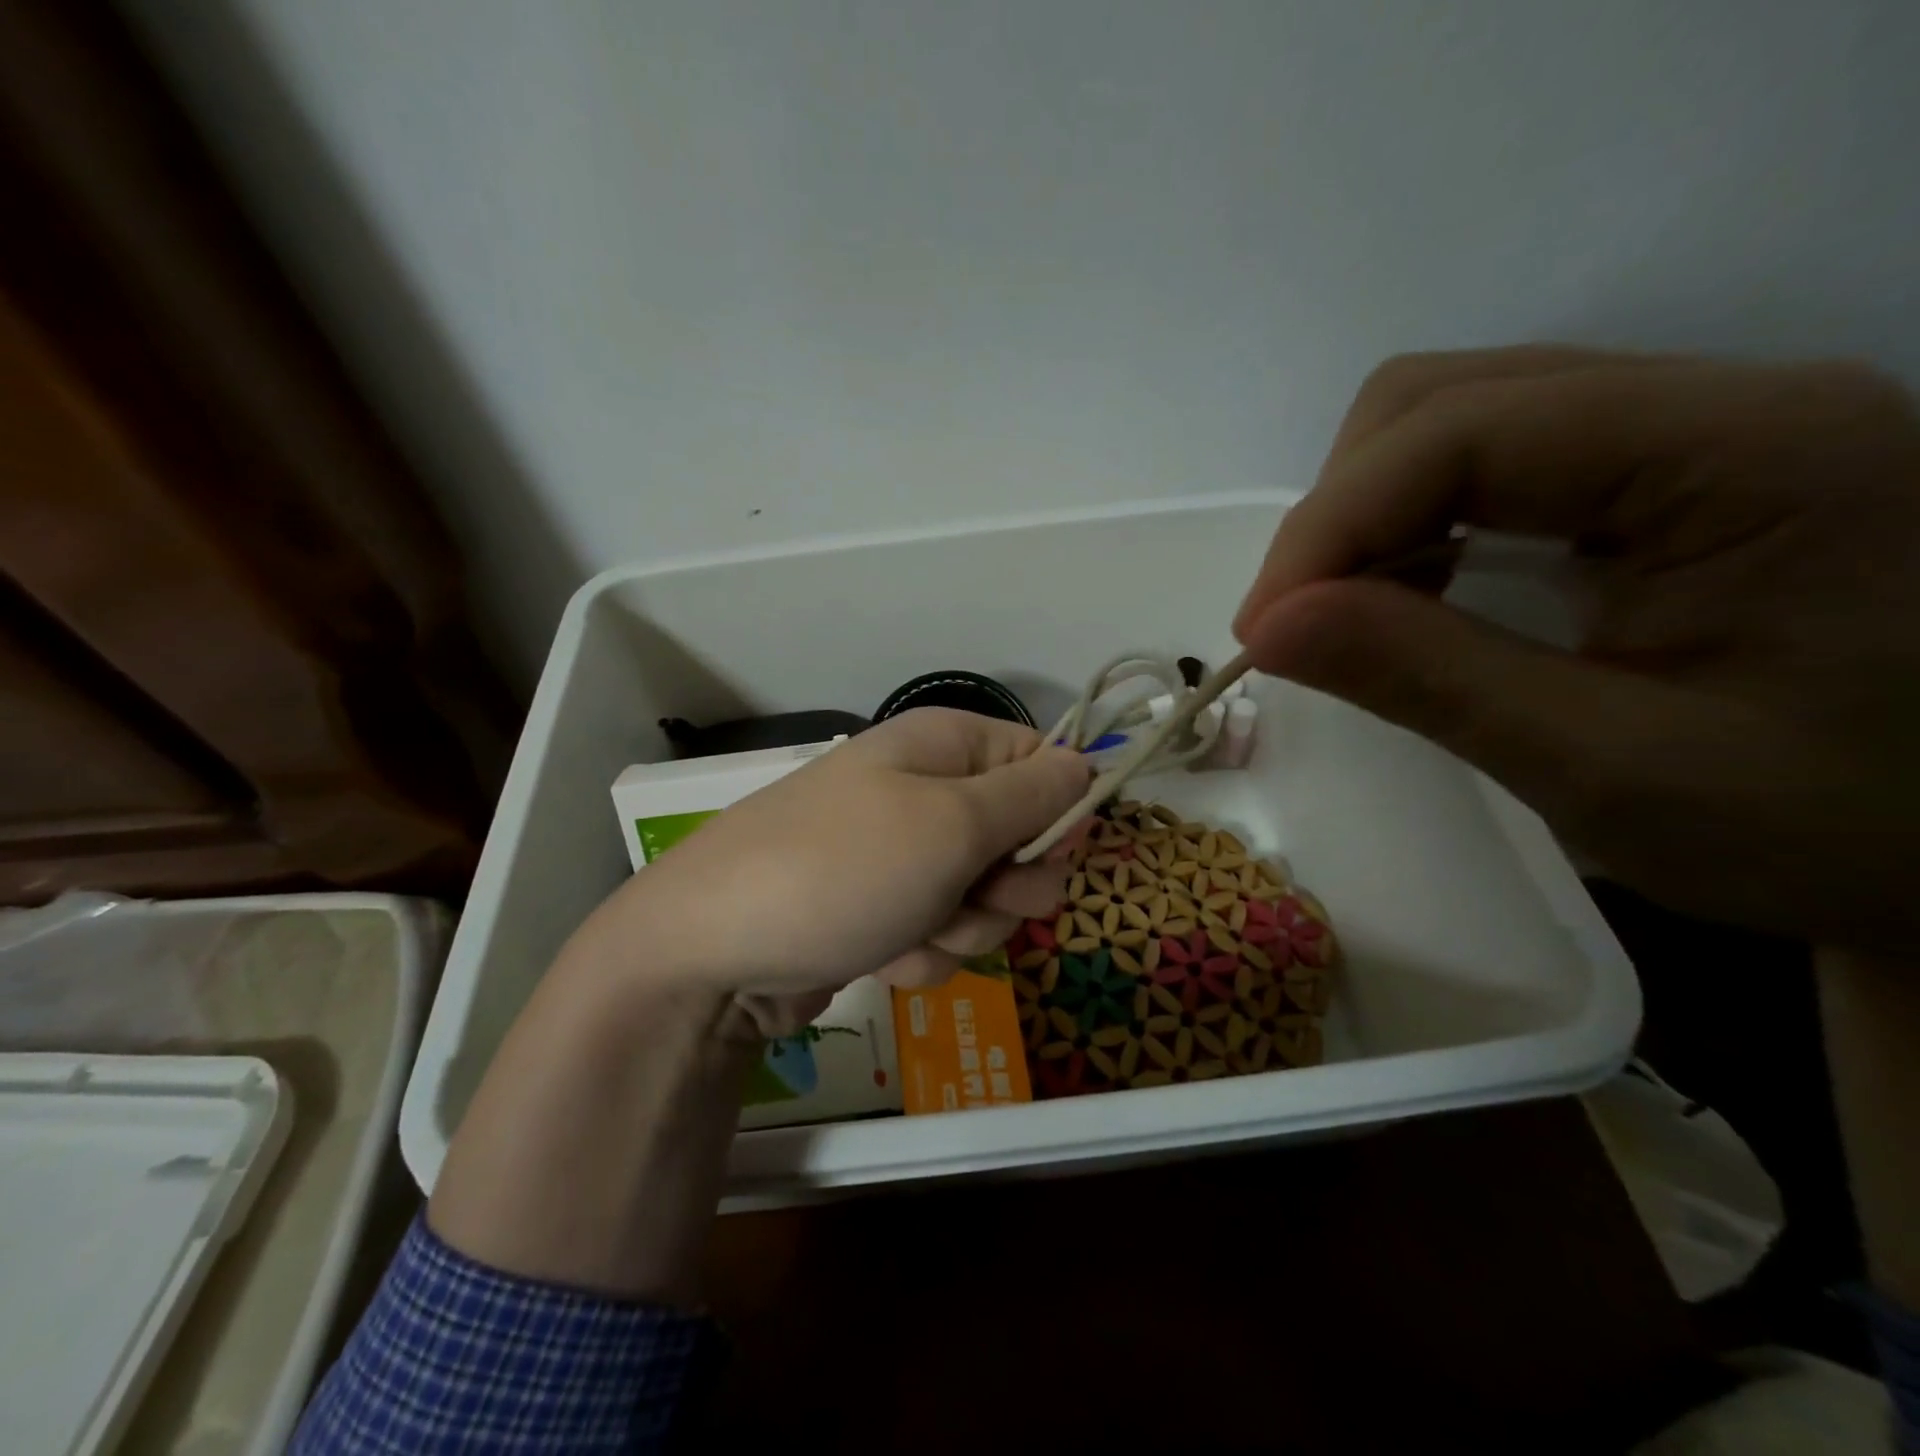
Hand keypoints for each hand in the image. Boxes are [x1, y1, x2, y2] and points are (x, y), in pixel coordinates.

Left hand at [567, 708, 1091, 1032]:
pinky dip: (922, 951)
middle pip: (1020, 838)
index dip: (1056, 811)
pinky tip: (882, 954)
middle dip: (1007, 885)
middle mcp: (925, 791)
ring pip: (985, 898)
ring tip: (910, 930)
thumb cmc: (843, 869)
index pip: (1040, 761)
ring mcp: (902, 854)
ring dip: (962, 928)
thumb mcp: (951, 823)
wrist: (713, 952)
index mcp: (944, 746)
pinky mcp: (884, 909)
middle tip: (970, 896)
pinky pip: (942, 932)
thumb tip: (1086, 762)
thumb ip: (1031, 795)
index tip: (1044, 852)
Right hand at [1234, 347, 1919, 953]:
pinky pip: (1481, 465)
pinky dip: (1409, 528)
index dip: (1329, 525)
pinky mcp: (1653, 475)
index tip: (1261, 633)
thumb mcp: (1606, 768)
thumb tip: (1266, 628)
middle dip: (1339, 514)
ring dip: (1365, 518)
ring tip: (1348, 617)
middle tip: (1301, 626)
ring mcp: (1682, 431)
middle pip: (1440, 398)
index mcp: (1738, 448)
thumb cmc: (1825, 824)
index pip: (1458, 428)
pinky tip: (1411, 599)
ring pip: (1447, 420)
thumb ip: (1426, 679)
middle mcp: (1711, 402)